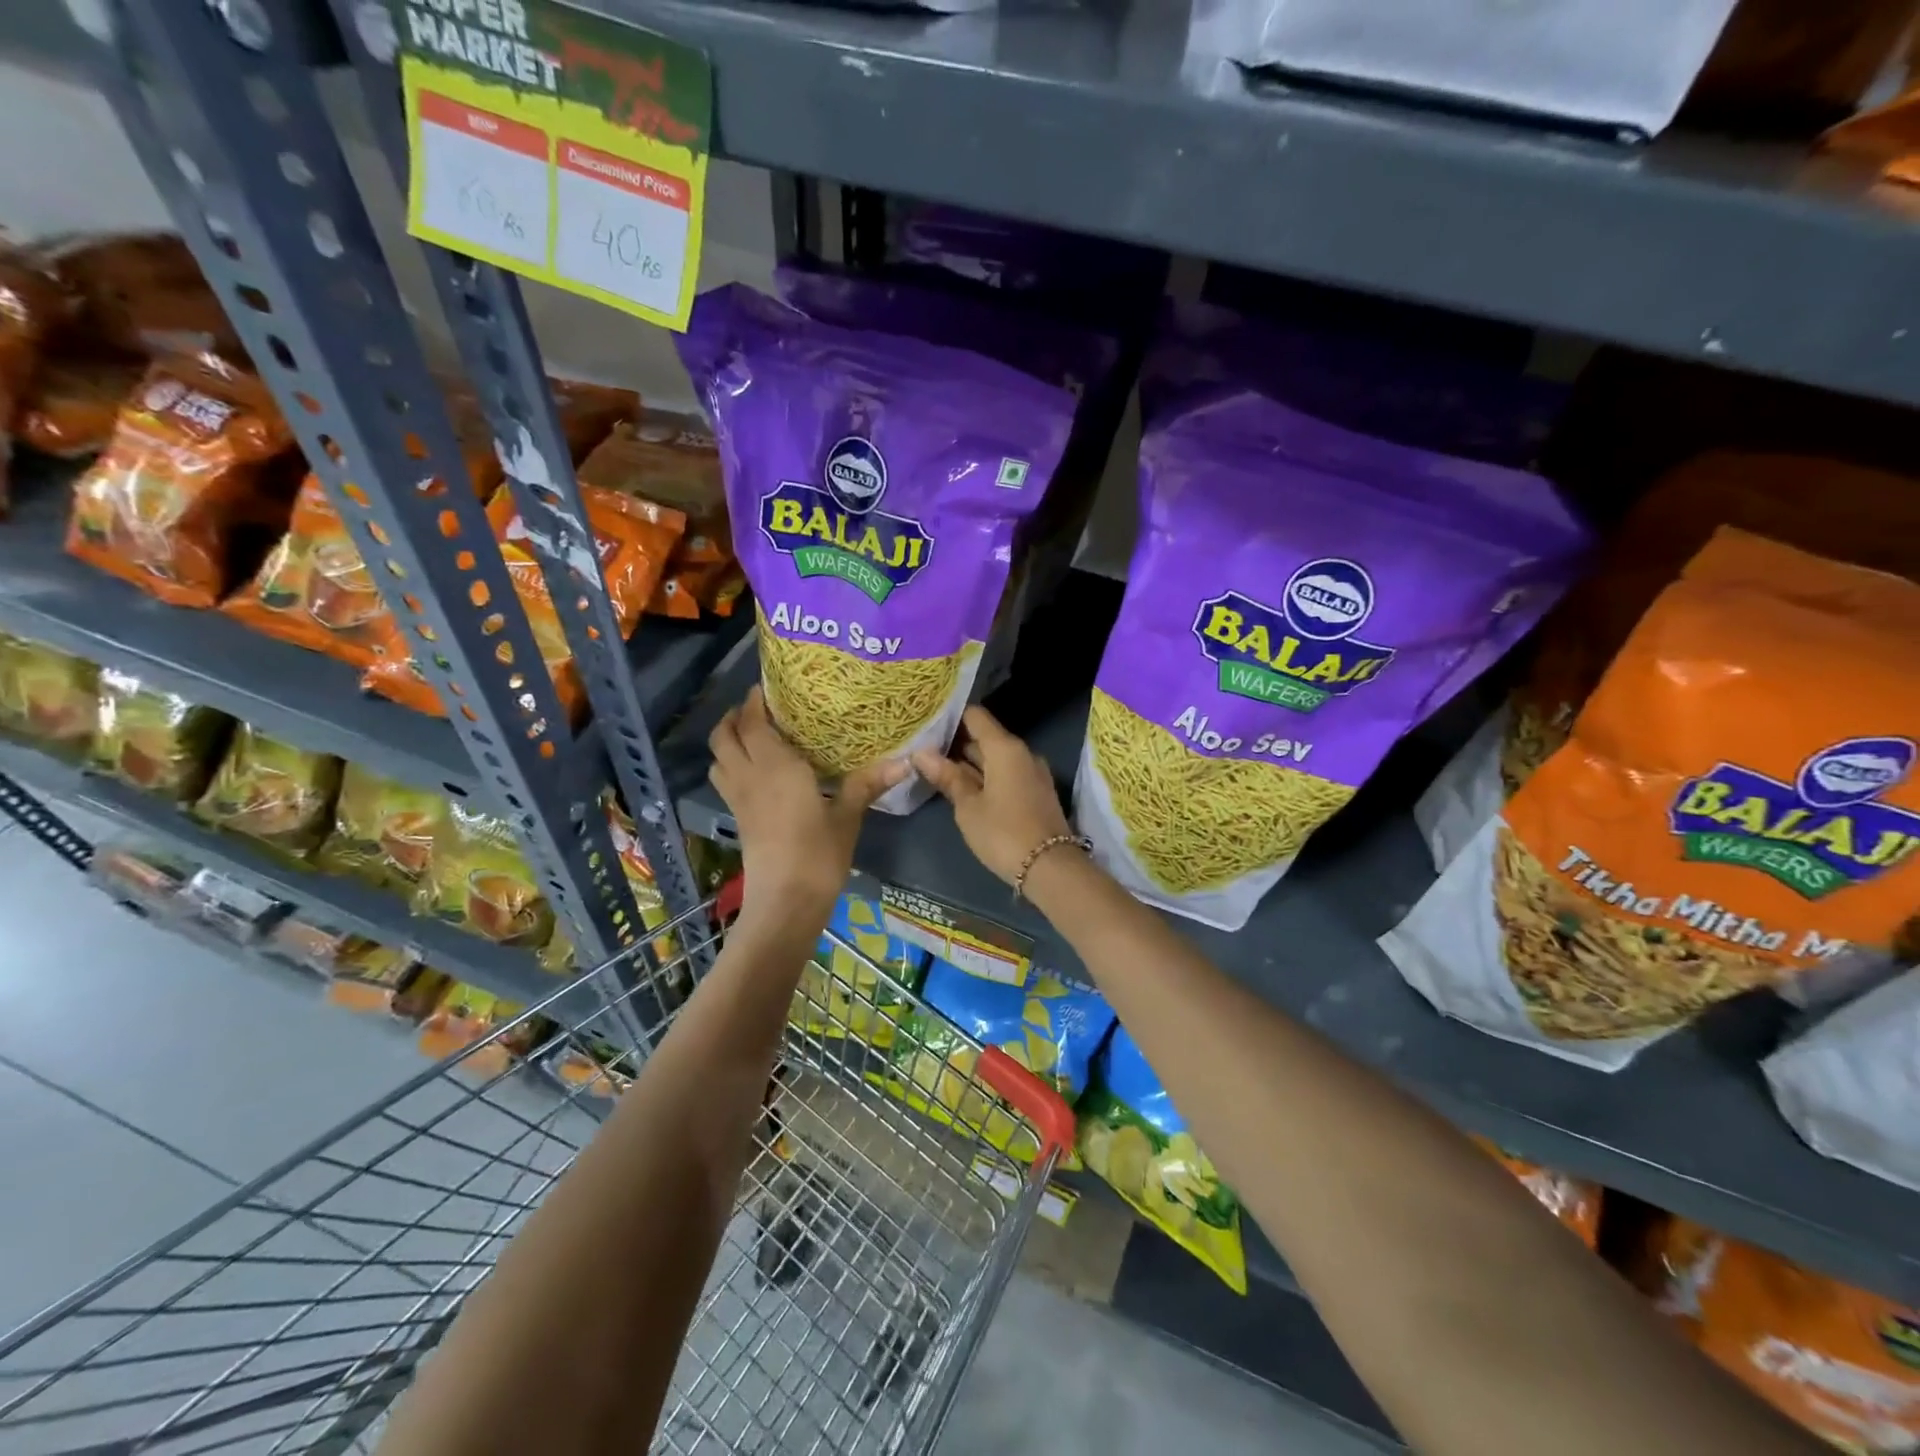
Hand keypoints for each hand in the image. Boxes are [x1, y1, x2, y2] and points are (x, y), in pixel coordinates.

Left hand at [708, 687, 904, 927]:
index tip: (767, 687)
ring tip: (752, 735)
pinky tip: (757, 772)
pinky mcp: (738, 819)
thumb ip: (868, 784)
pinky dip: (731, 764)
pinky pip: (725, 779)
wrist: (785, 903)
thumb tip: (906, 761)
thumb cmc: (818, 855)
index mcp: (776, 767)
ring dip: (728, 740)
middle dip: (735, 717)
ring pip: (718, 758)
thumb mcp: (847, 817)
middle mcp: (750, 776)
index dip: (755, 702)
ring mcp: (739, 799)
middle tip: (759, 708)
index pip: (754, 723)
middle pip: (724, 736)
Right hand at [912, 706, 1073, 885]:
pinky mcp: (1036, 791)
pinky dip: (985, 776)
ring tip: (936, 767)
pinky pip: (1006, 773)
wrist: (1050, 868)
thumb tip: (921, 753)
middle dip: (956, 742)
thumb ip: (947, 777)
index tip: (927, 722)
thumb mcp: (968, 807)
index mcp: (1005, 748)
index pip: (975, 716)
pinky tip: (963, 787)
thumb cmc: (1003, 833)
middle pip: (985, 737)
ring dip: (969, 762)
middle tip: (923, 748)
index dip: (951, 716)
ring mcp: (1032, 772)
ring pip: (995, 757)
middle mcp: (1022, 752)